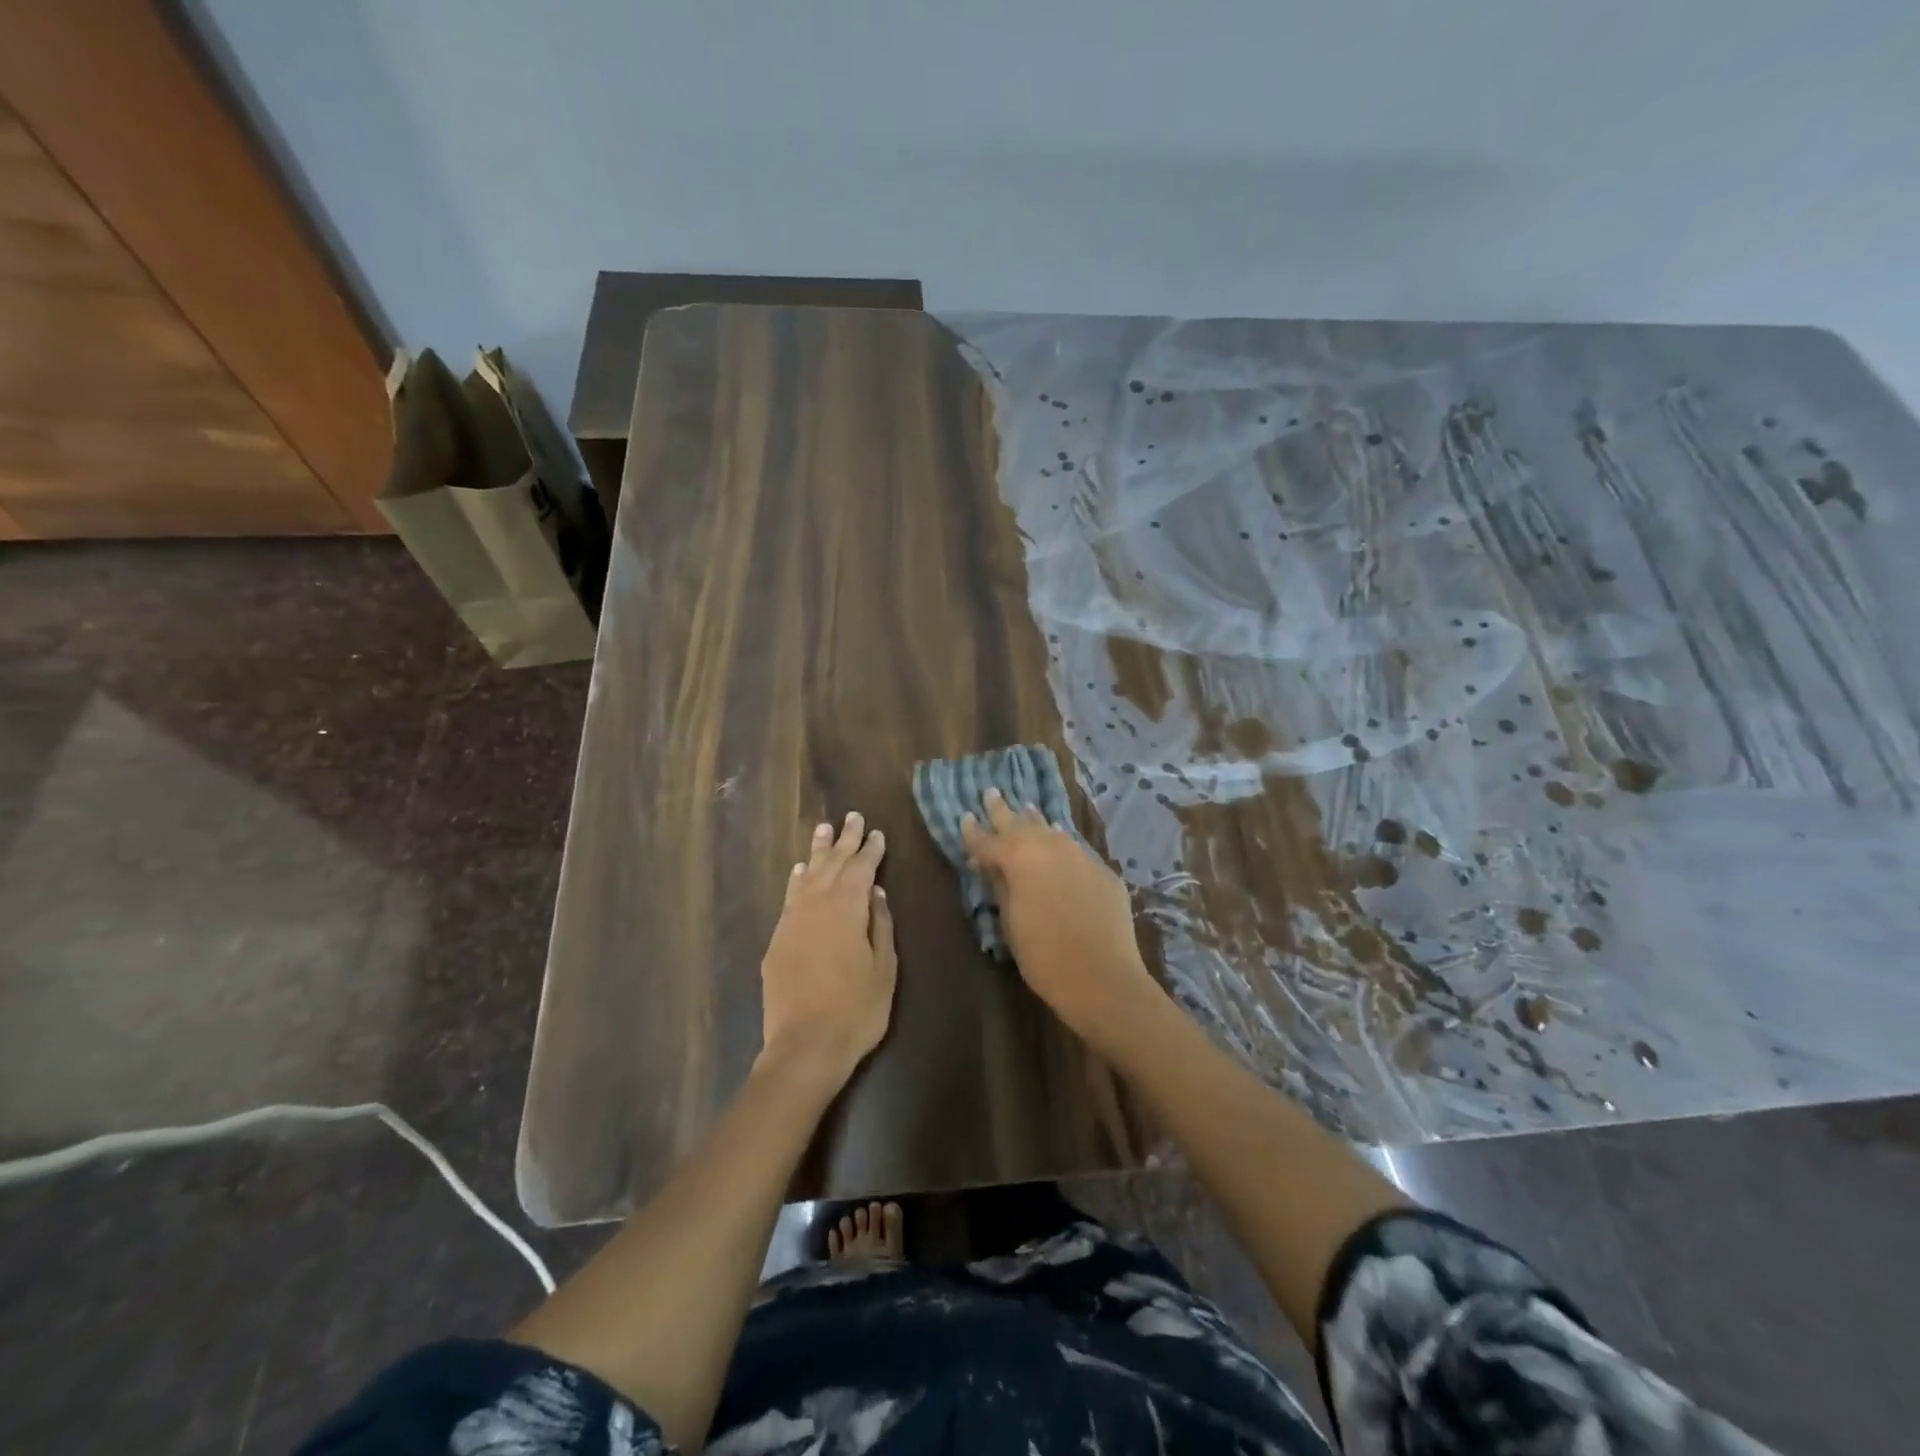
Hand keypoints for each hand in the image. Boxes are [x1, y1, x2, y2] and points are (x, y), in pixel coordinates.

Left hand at [759, 812, 896, 1086]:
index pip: (861, 869)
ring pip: (807, 876)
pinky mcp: (777, 940)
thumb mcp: (884, 968)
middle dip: (845, 840)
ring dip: (817, 852)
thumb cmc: (856, 1009)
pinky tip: (800, 870)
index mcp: (847, 909)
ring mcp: (792, 921)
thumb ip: (880, 926)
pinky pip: (789, 898)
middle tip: (852, 817)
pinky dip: (797, 880)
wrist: (804, 1047)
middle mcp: (817, 905)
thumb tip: (877, 893)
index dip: (870, 850)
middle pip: (832, 864)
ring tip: (824, 828)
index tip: (877, 833)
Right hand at [961, 789, 1163, 1043]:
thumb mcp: (1010, 921)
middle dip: (1003, 811)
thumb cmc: (1043, 954)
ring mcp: (1080, 855)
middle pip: (1020, 823)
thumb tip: (988, 864)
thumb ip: (999, 885)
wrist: (1103, 976)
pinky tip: (1060, 841)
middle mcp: (1050, 845)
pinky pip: (1075, 848)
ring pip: (1051, 830)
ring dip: (1036, 821)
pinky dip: (1061, 843)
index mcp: (1019, 857)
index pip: (988, 840)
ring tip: (1027, 808)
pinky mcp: (1102, 870)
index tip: (964, 817)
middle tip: (991, 793)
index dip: (973, 832)